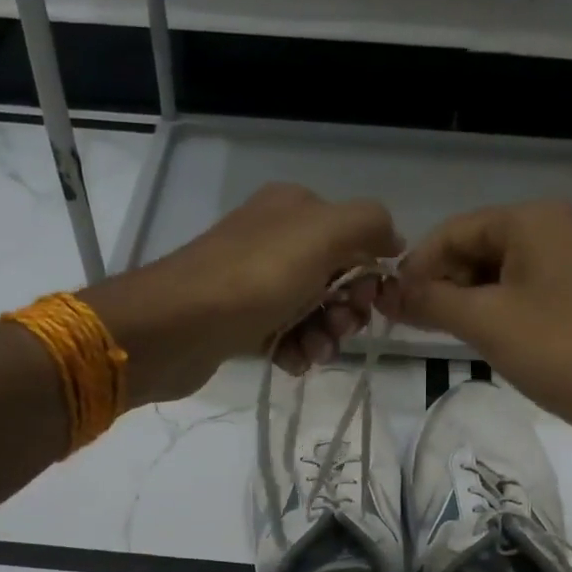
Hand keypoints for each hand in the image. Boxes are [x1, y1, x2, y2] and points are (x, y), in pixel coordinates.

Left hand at [85, 182, 401, 402]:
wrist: (177, 326)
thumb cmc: (256, 277)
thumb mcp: (323, 233)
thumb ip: (369, 224)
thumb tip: (393, 240)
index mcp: (295, 209)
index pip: (354, 238)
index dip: (369, 273)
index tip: (369, 302)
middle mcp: (275, 240)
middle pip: (336, 278)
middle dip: (347, 310)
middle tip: (340, 329)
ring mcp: (255, 282)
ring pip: (312, 312)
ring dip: (324, 336)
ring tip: (314, 353)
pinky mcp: (240, 321)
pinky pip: (284, 335)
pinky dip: (295, 350)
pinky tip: (291, 362)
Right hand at [385, 200, 571, 436]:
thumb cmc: (557, 349)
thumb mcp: (484, 321)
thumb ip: (429, 301)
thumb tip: (386, 292)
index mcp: (534, 220)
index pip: (456, 230)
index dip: (418, 264)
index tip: (389, 302)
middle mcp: (555, 230)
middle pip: (477, 247)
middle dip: (441, 282)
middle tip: (409, 322)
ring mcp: (571, 264)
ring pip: (498, 273)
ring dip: (464, 299)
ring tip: (435, 332)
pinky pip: (522, 293)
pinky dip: (493, 310)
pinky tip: (474, 336)